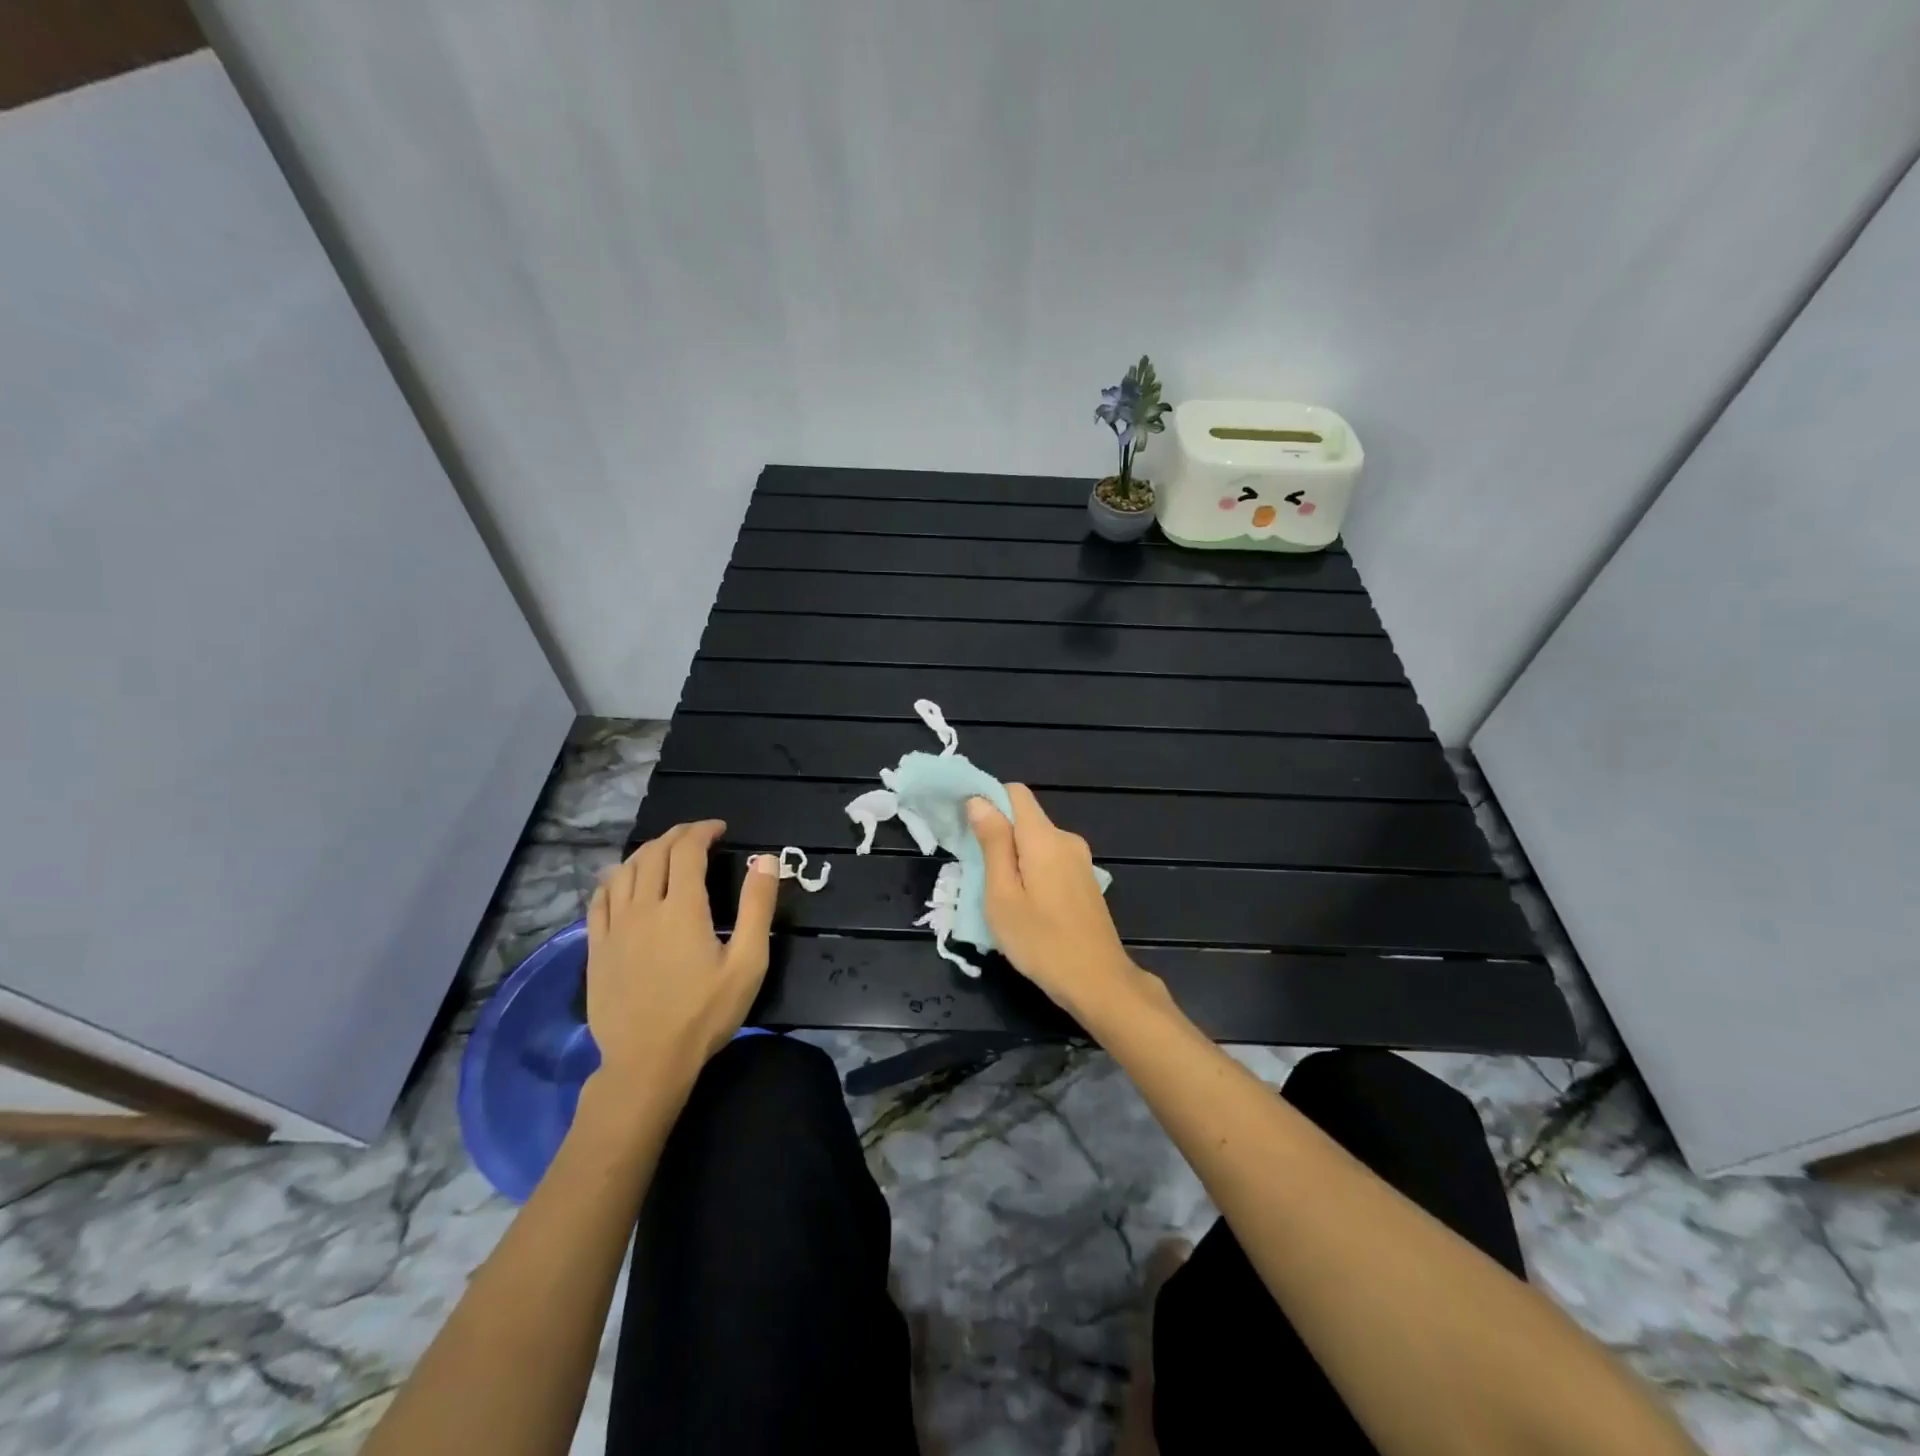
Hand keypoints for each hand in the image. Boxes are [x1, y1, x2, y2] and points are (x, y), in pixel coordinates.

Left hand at [583, 821, 779, 1095]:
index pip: (687, 850)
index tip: (720, 829)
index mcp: (682, 908)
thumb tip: (767, 859)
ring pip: (624, 871)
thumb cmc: (705, 1013)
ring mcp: (614, 927)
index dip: (703, 831)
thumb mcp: (748, 962)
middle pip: (654, 854)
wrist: (648, 1062)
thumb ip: (757, 907)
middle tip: (697, 835)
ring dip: (646, 852)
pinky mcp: (596, 948)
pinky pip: (600, 898)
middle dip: (677, 835)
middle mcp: (643, 907)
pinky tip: (623, 879)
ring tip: (665, 852)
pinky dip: (614, 878)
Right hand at [967, 785, 1152, 1016]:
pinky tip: (1024, 904)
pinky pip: (1050, 860)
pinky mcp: (1085, 882)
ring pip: (1037, 842)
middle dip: (997, 834)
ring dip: (1013, 856)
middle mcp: (1066, 840)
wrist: (1098, 982)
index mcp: (1044, 838)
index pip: (1015, 793)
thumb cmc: (1041, 942)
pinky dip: (1031, 870)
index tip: (965, 827)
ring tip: (996, 893)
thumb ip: (992, 844)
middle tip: (974, 870)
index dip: (987, 800)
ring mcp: (1080, 861)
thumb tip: (979, 801)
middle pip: (1025, 818)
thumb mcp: (1003, 895)